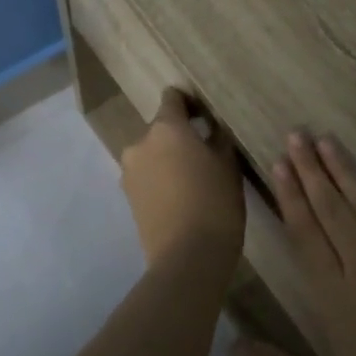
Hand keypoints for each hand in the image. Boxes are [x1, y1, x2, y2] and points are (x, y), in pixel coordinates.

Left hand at [119, 88, 244, 265]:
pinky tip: (180, 198)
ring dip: (168, 160)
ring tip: (192, 181)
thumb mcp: (228, 166)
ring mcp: (129, 171)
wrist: (187, 257)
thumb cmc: (215, 203)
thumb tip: (211, 129)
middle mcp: (140, 143)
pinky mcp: (127, 197)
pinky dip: (160, 180)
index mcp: (166, 129)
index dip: (189, 103)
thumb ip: (218, 140)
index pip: (172, 98)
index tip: (205, 116)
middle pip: (161, 129)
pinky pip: (146, 177)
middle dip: (179, 137)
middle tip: (204, 155)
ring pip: (152, 155)